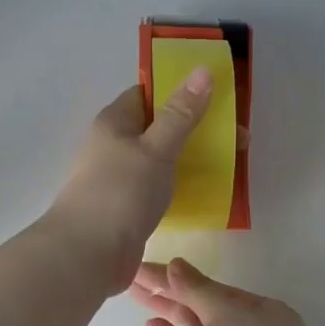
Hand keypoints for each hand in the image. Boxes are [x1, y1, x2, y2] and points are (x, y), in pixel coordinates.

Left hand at [43, 72, 213, 292]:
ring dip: (192, 160)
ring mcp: (119, 180)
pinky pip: (159, 188)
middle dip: (196, 129)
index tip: (218, 97)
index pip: (147, 94)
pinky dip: (181, 187)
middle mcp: (114, 147)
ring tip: (231, 166)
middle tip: (237, 139)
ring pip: (161, 160)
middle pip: (159, 128)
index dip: (180, 90)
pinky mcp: (127, 209)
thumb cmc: (120, 192)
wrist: (87, 255)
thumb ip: (181, 113)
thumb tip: (202, 70)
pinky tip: (205, 194)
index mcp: (114, 123)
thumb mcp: (155, 148)